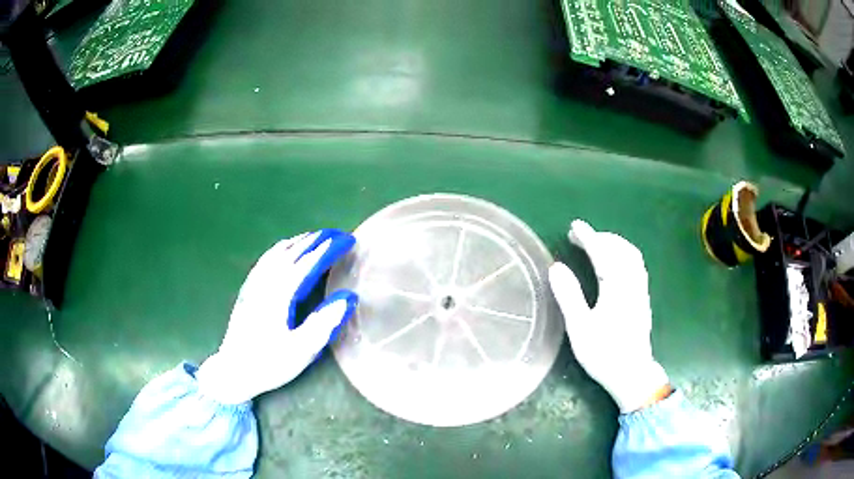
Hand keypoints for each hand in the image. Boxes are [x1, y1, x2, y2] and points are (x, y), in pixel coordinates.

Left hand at [196, 229, 357, 404]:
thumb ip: (324, 323)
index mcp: (279, 295)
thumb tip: (348, 297)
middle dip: (315, 239)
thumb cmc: (269, 364)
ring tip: (315, 238)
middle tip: (336, 234)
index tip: (348, 240)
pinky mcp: (248, 290)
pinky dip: (281, 249)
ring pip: (277, 253)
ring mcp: (254, 284)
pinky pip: (266, 260)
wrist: (232, 371)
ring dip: (298, 242)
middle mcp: (265, 283)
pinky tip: (284, 251)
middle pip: (291, 252)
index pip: (307, 263)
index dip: (328, 249)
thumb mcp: (301, 350)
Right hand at [548, 220, 668, 412]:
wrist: (631, 374)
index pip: (603, 254)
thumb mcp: (580, 328)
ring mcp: (640, 291)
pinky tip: (614, 263)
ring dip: (614, 244)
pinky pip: (636, 265)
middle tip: (581, 235)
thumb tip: (556, 267)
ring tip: (596, 244)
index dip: (588, 237)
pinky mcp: (643, 299)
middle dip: (601, 237)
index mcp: (617, 288)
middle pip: (621, 250)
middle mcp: (632, 284)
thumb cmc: (604, 353)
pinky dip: (623, 254)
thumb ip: (569, 296)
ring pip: (632, 256)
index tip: (574, 226)